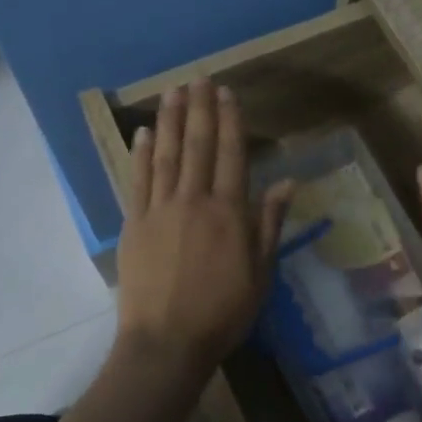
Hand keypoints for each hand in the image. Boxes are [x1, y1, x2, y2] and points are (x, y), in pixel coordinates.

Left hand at [117, 80, 293, 381]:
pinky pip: (137, 180)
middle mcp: (193, 201)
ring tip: (173, 90)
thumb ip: (269, 224)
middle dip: (200, 109)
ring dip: (170, 120)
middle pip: (197, 146)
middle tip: (200, 78)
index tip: (228, 94)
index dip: (230, 122)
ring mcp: (159, 210)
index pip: (231, 156)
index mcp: (229, 213)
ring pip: (166, 155)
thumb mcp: (260, 273)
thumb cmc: (222, 313)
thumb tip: (288, 182)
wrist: (166, 343)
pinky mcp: (133, 224)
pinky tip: (144, 132)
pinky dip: (141, 154)